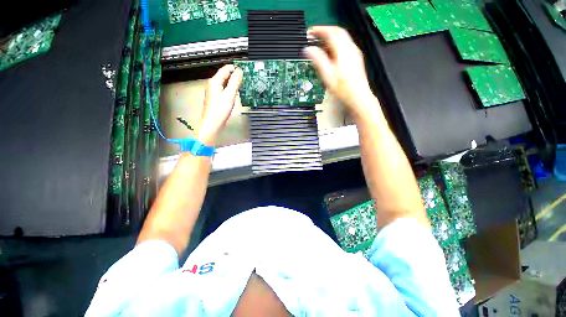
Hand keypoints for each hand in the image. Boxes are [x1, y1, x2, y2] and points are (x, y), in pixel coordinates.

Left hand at [195, 64, 242, 145]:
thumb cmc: (219, 110)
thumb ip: (235, 82)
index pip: (225, 69)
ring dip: (233, 81)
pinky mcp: (216, 98)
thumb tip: (239, 71)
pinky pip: (225, 89)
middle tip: (245, 76)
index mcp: (215, 81)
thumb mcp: (229, 95)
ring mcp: (214, 91)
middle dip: (235, 74)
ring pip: (225, 82)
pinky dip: (231, 88)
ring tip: (242, 83)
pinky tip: (236, 92)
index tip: (245, 69)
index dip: (235, 68)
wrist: (212, 123)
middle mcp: (213, 84)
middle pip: (225, 75)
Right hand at [304, 26, 375, 119]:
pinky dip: (335, 45)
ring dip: (330, 38)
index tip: (310, 32)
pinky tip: (330, 54)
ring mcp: (355, 53)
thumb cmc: (343, 88)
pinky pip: (345, 46)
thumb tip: (308, 49)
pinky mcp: (355, 60)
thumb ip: (318, 60)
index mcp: (343, 50)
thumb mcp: (327, 74)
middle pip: (338, 32)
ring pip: (342, 38)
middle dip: (325, 31)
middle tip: (314, 36)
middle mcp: (351, 48)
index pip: (331, 31)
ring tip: (320, 44)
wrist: (358, 96)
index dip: (319, 30)